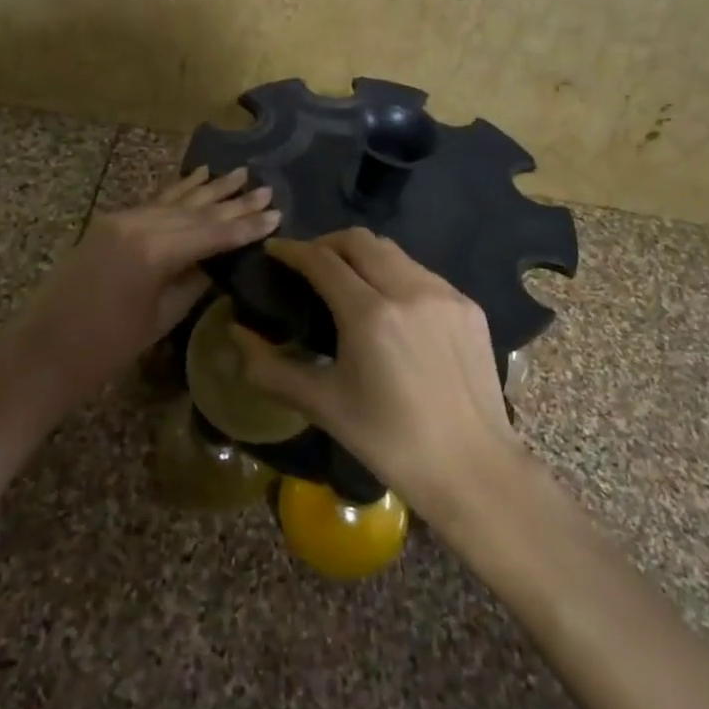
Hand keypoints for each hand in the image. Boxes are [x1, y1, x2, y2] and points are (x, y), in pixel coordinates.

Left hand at [0, 168, 279, 424]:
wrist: (44, 352)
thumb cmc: (106, 349)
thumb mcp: (161, 318)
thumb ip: (193, 281)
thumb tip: (219, 260)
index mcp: (155, 251)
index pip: (212, 234)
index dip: (245, 226)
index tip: (276, 214)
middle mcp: (139, 224)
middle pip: (196, 211)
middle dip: (233, 202)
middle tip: (266, 189)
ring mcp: (121, 219)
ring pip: (175, 200)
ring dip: (208, 189)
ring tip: (239, 173)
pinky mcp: (109, 223)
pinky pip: (153, 202)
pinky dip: (177, 190)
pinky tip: (196, 176)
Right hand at [231, 230, 525, 521]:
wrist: (472, 468)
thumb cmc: (389, 442)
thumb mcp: (323, 406)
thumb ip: (270, 368)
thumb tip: (236, 334)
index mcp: (370, 314)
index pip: (322, 260)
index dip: (292, 250)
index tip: (274, 251)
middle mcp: (409, 290)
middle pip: (358, 240)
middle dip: (326, 243)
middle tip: (308, 264)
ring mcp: (444, 293)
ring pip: (393, 251)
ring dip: (362, 255)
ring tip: (347, 281)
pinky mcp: (468, 305)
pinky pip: (421, 273)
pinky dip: (395, 274)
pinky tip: (389, 305)